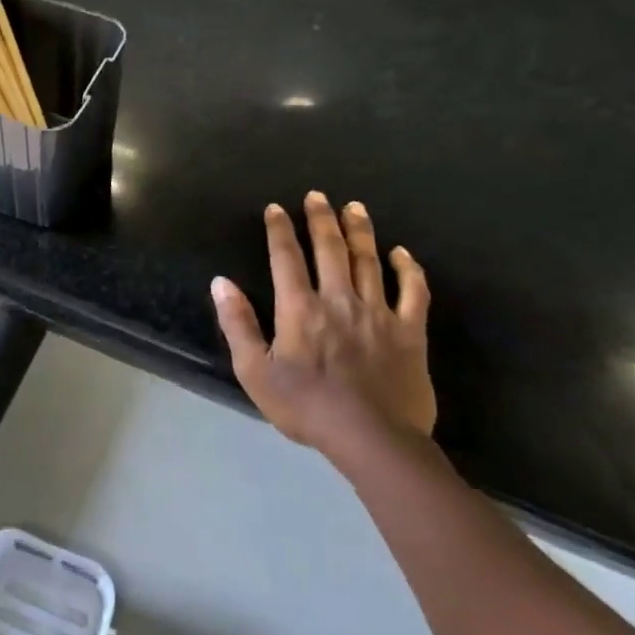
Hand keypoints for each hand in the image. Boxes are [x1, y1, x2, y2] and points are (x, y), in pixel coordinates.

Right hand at [210, 191, 433, 455]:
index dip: (280, 230)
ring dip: (360, 232)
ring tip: (355, 208)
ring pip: (369, 262)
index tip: (277, 208)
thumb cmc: (305, 406)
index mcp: (300, 309)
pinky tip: (402, 253)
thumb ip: (237, 324)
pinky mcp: (410, 332)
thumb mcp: (254, 371)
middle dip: (321, 219)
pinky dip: (408, 269)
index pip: (286, 258)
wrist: (372, 438)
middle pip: (330, 249)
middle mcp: (339, 300)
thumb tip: (221, 282)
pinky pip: (413, 292)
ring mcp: (378, 313)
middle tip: (318, 196)